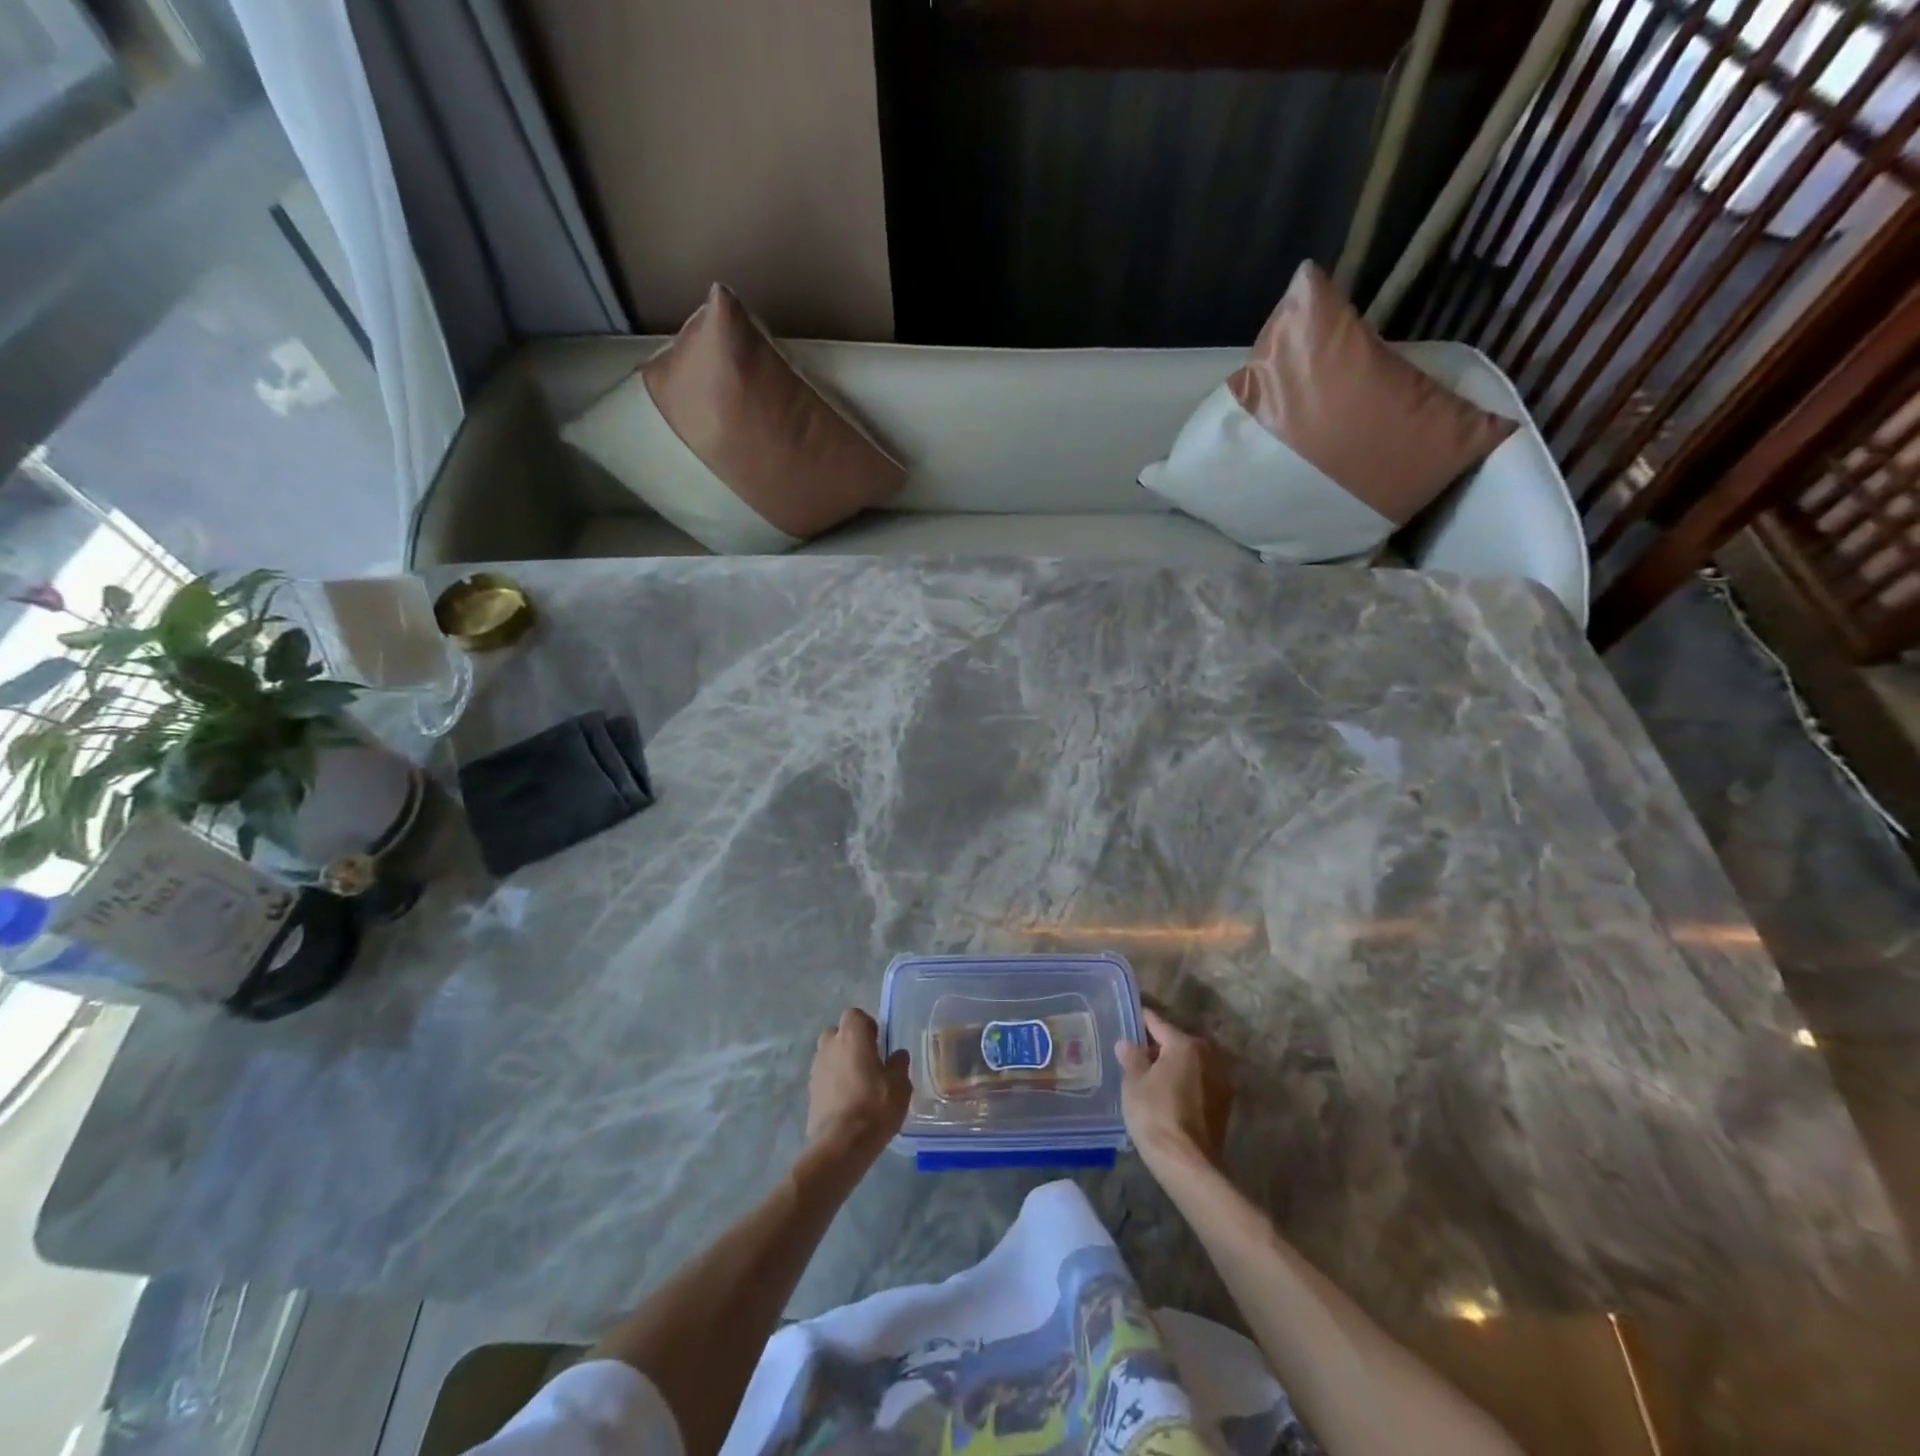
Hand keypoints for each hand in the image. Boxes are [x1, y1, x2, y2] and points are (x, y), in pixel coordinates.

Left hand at [806, 1008, 912, 1163]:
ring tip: (859, 1083)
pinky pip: (824, 1075)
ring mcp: (816, 1068)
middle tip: (869, 1061)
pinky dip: (834, 1081)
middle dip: (851, 1042)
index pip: (855, 1015)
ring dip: (841, 1062)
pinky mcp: (810, 1090)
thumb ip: (899, 1064)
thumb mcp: (900, 1085)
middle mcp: (830, 1045)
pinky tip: (848, 1100)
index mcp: (852, 1036)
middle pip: (838, 1032)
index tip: (879, 1044)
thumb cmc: (875, 1106)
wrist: (840, 1145)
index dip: (868, 1026)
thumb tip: (897, 1054)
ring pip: (829, 1054)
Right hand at [1116, 1008, 1233, 1172]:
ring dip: (1174, 1066)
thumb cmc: (1155, 1114)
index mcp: (1185, 1045)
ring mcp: (1220, 1081)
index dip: (1142, 1020)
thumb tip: (1127, 1043)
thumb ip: (1131, 1057)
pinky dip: (1185, 1083)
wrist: (1187, 1164)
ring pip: (1191, 1064)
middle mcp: (1208, 1056)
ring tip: (1151, 1076)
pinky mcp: (1224, 1105)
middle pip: (1178, 1043)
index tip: (1131, 1017)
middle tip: (1137, 1054)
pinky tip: (1168, 1095)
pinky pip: (1199, 1083)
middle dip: (1159, 1046)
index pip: (1159, 1024)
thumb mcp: (1134, 1083)